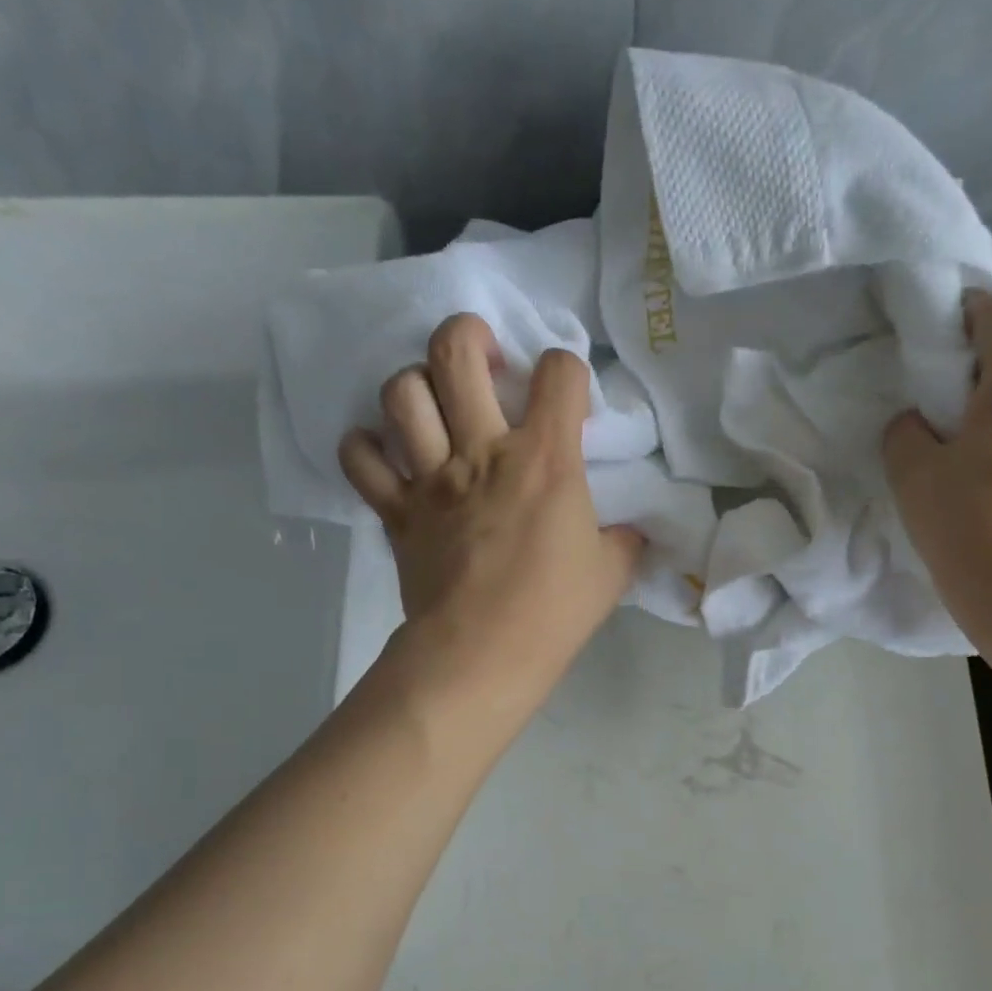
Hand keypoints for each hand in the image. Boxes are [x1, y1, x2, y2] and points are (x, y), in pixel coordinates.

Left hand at [339, 313, 642, 725]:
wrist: (483, 655)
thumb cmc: (553, 612)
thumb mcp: (611, 573)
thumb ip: (624, 539)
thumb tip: (630, 529)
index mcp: (545, 459)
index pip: (559, 373)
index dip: (567, 370)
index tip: (567, 397)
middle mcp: (482, 451)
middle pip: (456, 351)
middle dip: (469, 335)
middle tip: (483, 358)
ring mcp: (431, 479)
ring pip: (402, 394)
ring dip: (416, 385)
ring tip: (434, 403)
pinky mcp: (396, 512)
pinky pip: (361, 459)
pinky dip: (366, 447)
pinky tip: (385, 451)